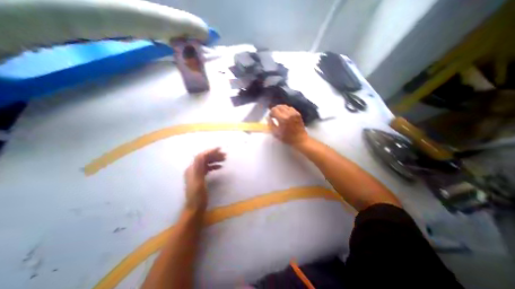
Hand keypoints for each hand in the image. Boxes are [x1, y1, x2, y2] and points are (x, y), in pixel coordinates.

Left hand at [184, 148, 225, 210]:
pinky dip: (213, 166)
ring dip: (215, 160)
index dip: (210, 151)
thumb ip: (199, 167)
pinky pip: (207, 168)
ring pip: (206, 163)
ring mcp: (196, 173)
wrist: (195, 208)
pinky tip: (220, 167)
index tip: (220, 149)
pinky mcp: (200, 178)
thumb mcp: (199, 181)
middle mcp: (193, 169)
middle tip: (225, 155)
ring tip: (224, 159)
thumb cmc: (198, 196)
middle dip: (214, 155)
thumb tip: (202, 154)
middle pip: (204, 158)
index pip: (201, 156)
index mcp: (192, 169)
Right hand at [270, 104, 308, 146]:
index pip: (274, 110)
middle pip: (279, 106)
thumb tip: (268, 118)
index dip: (271, 113)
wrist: (300, 139)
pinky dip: (286, 109)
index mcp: (283, 119)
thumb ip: (271, 124)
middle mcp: (288, 114)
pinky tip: (286, 114)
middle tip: (274, 115)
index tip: (271, 117)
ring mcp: (294, 113)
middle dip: (275, 110)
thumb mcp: (276, 133)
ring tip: (279, 114)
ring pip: (285, 106)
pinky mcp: (298, 113)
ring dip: (280, 109)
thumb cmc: (287, 138)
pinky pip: (290, 108)